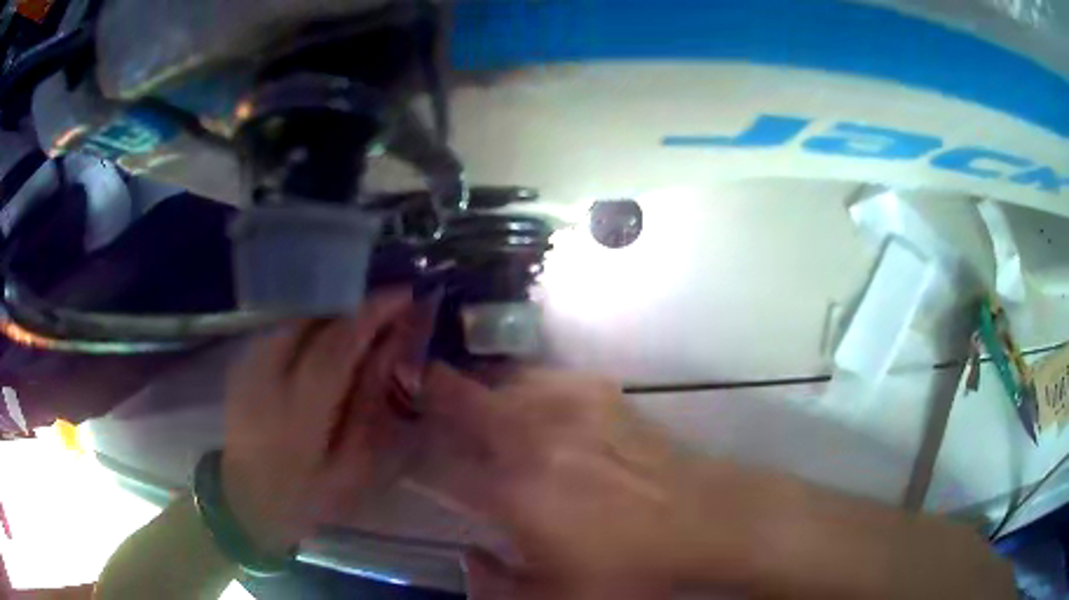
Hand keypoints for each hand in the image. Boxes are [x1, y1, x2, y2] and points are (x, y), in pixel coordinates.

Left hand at [220, 289, 422, 553]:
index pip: (335, 344)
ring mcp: (247, 365)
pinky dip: (310, 320)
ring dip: (331, 308)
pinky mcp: (240, 361)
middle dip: (351, 301)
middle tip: (387, 303)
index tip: (404, 294)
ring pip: (294, 315)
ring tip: (362, 317)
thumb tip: (392, 345)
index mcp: (297, 413)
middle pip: (310, 316)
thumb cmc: (308, 496)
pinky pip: (281, 325)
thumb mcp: (352, 466)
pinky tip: (328, 333)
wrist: (248, 502)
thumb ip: (370, 402)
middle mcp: (265, 377)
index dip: (371, 313)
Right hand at [415, 365, 691, 587]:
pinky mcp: (600, 394)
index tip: (406, 457)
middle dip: (427, 394)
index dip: (414, 459)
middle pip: (458, 399)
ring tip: (468, 403)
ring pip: (497, 381)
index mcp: (513, 494)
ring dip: (473, 389)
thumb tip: (467, 556)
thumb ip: (494, 588)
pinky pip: (542, 377)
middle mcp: (531, 439)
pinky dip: (521, 386)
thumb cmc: (631, 569)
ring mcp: (567, 407)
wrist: (704, 521)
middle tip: (414, 392)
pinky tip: (528, 405)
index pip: (438, 467)